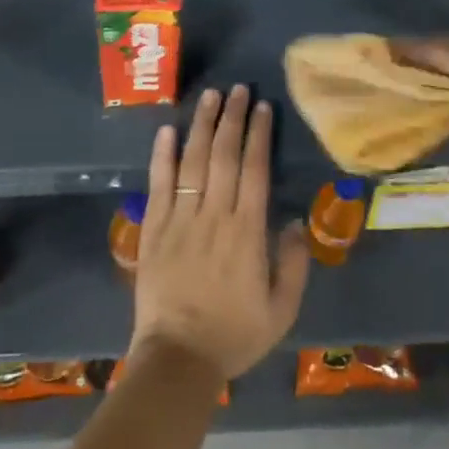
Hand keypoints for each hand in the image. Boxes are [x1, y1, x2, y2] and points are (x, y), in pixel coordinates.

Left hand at [131, 86, 311, 380]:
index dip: (258, 134)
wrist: (178, 359)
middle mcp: (214, 215)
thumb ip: (294, 264)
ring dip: (202, 125)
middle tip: (238, 89)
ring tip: (210, 96)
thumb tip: (293, 221)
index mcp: (247, 231)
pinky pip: (159, 183)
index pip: (255, 169)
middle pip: (224, 155)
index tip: (262, 107)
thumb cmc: (234, 335)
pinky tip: (167, 129)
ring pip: (192, 160)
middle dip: (232, 118)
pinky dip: (162, 154)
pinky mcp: (154, 228)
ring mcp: (181, 218)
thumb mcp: (282, 310)